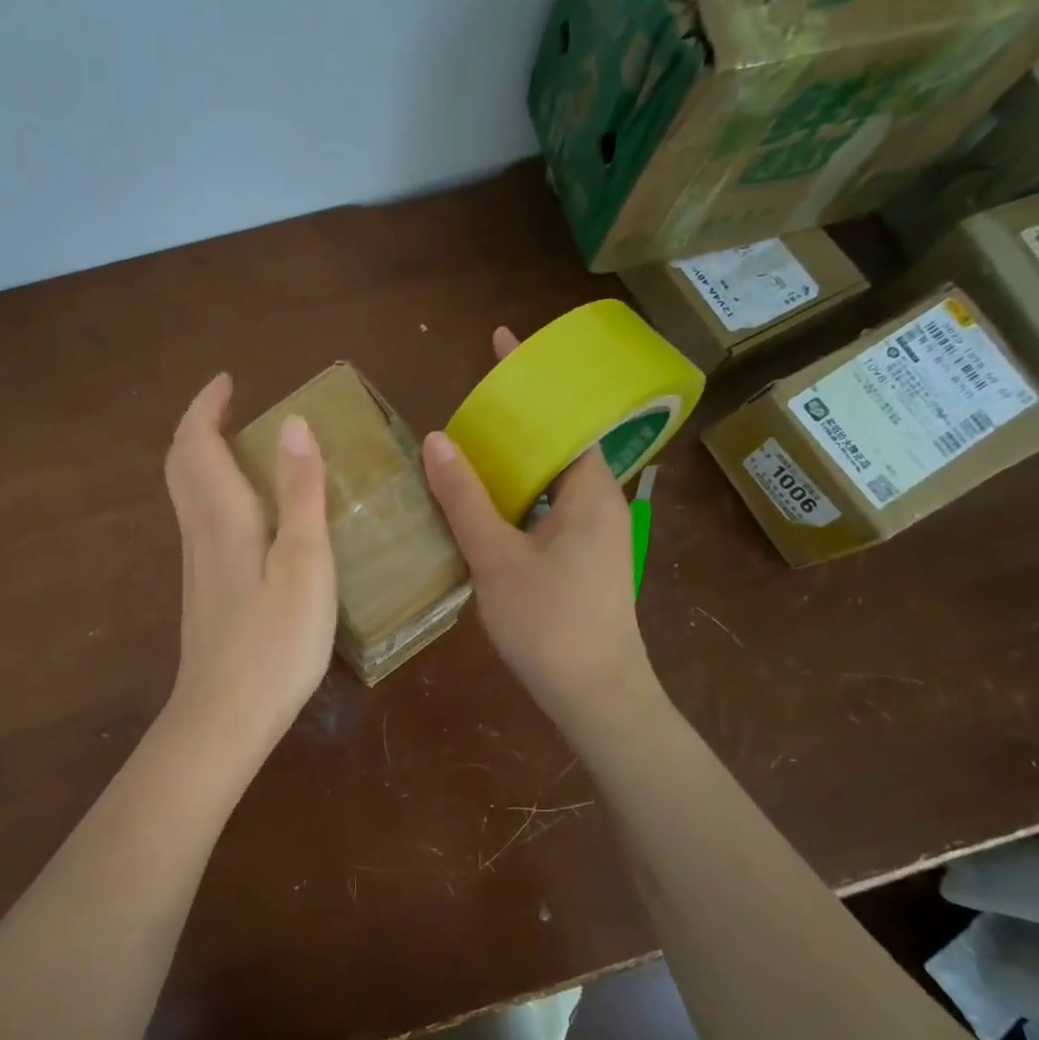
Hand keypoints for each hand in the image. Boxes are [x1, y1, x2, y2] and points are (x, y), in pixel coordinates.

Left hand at [161, 373, 337, 761]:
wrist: (225, 716)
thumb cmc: (274, 640)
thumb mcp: (304, 562)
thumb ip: (301, 493)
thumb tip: (294, 424)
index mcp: (222, 515)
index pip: (197, 442)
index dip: (206, 406)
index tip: (229, 380)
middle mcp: (200, 531)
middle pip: (181, 463)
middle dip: (199, 426)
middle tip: (231, 407)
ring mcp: (197, 563)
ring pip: (186, 493)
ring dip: (203, 457)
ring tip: (243, 447)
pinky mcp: (204, 589)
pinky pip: (200, 520)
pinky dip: (214, 491)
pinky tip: (247, 511)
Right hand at [422, 327, 657, 719]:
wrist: (596, 697)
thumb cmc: (550, 623)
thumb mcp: (497, 558)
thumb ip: (465, 499)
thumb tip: (438, 440)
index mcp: (590, 491)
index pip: (565, 414)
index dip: (536, 378)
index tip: (503, 342)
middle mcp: (600, 504)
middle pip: (558, 443)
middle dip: (519, 417)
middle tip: (469, 401)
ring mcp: (595, 535)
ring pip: (551, 480)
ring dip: (515, 460)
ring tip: (467, 447)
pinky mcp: (584, 561)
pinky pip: (548, 509)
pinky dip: (517, 496)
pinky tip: (483, 506)